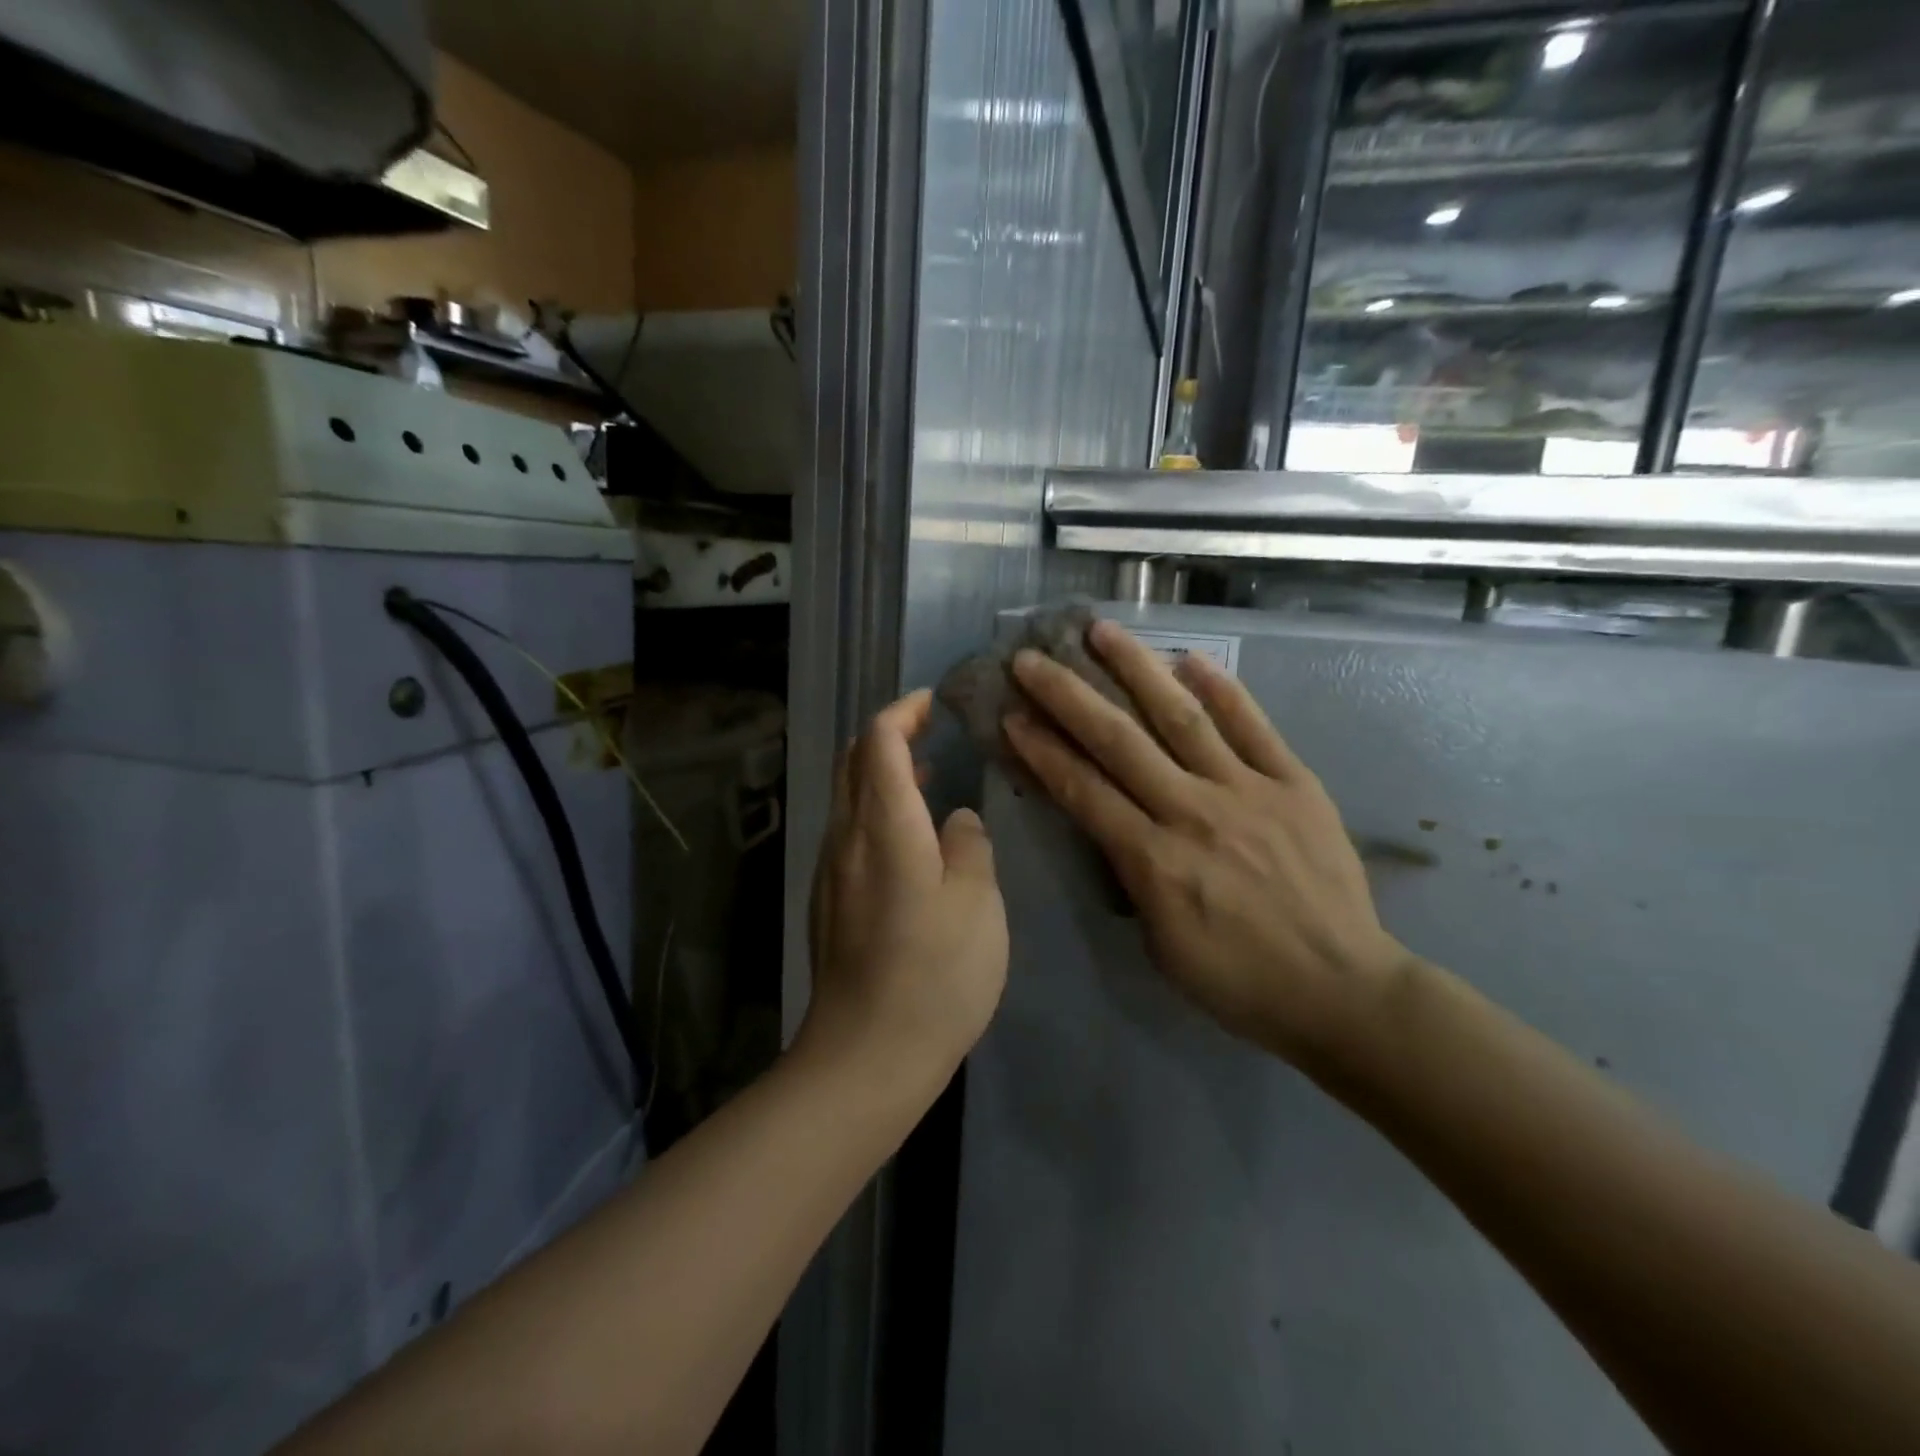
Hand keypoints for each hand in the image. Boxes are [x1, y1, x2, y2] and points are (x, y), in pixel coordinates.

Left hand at [801, 690, 1009, 1095]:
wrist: (865, 1056)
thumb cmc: (934, 975)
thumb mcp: (977, 903)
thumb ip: (969, 846)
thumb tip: (955, 821)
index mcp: (884, 825)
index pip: (878, 740)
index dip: (903, 711)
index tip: (932, 703)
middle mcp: (846, 837)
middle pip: (853, 762)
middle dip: (888, 735)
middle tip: (930, 731)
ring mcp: (831, 872)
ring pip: (848, 798)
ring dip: (881, 775)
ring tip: (927, 778)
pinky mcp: (829, 903)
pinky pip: (850, 833)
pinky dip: (877, 812)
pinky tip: (911, 840)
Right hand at [1003, 621, 1410, 1067]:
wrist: (1341, 991)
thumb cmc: (1239, 981)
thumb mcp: (1160, 944)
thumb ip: (1133, 876)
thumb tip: (1117, 826)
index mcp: (1154, 860)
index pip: (1083, 790)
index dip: (1042, 749)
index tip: (1011, 714)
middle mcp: (1193, 812)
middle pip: (1119, 741)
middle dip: (1068, 695)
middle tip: (1033, 658)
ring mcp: (1247, 791)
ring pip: (1181, 717)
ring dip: (1137, 669)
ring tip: (1102, 631)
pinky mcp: (1294, 784)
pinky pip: (1254, 727)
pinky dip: (1223, 690)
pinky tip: (1192, 658)